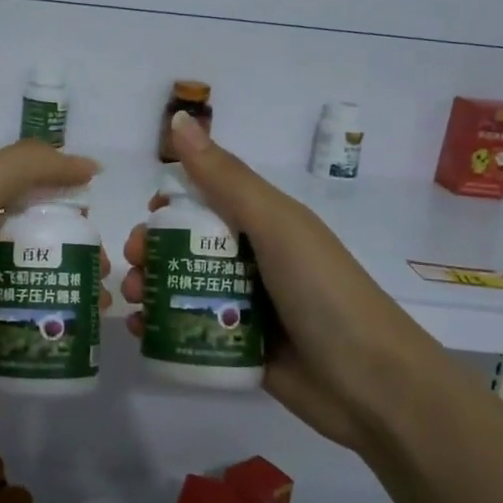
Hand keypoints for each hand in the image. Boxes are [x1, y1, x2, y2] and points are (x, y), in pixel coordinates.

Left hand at [0, 141, 110, 431]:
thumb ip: (25, 166)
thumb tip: (87, 166)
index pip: (32, 184)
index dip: (67, 189)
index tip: (101, 204)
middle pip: (45, 234)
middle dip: (82, 244)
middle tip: (105, 265)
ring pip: (45, 278)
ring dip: (80, 284)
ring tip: (103, 302)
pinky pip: (35, 319)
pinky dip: (64, 320)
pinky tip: (87, 330)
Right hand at [121, 114, 423, 452]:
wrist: (371, 384)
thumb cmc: (322, 290)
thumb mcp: (275, 224)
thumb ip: (225, 177)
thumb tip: (179, 119)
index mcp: (265, 223)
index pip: (207, 201)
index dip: (172, 205)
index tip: (148, 218)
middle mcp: (254, 260)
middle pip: (189, 246)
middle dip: (152, 250)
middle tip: (131, 263)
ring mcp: (247, 307)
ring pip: (185, 288)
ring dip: (151, 287)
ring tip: (133, 300)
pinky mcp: (240, 348)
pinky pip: (192, 330)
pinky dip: (162, 327)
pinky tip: (140, 332)